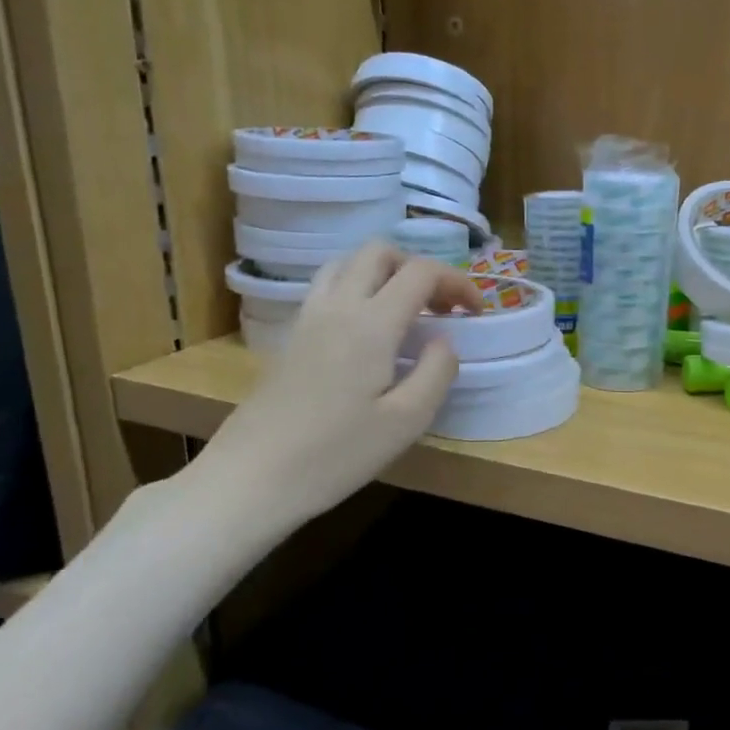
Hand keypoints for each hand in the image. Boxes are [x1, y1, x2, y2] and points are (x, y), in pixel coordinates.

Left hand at [198, 242, 482, 526]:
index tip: (476, 311)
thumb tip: (444, 340)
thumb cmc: (336, 454)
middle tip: (441, 306)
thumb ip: (437, 371)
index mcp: (370, 323)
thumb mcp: (407, 421)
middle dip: (419, 267)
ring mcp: (307, 318)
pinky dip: (358, 288)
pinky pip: (328, 287)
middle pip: (379, 252)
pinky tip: (370, 329)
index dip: (457, 282)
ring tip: (407, 310)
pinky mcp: (291, 336)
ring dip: (385, 273)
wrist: (253, 477)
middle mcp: (337, 307)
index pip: (420, 272)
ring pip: (348, 263)